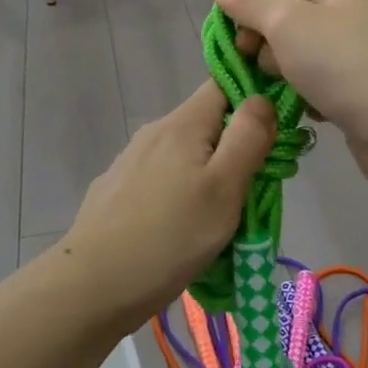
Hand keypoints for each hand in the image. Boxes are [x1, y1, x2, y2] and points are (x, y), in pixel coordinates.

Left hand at [49, 83, 275, 329]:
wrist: (92, 285)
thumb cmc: (170, 236)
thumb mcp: (224, 187)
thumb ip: (248, 137)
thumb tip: (260, 97)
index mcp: (182, 124)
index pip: (223, 83)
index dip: (253, 97)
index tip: (275, 133)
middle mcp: (154, 132)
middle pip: (207, 124)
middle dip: (235, 149)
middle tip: (255, 192)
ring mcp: (131, 161)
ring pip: (185, 155)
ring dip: (208, 176)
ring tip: (222, 222)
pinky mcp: (117, 191)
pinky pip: (162, 181)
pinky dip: (181, 195)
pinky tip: (182, 231)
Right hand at [210, 0, 367, 194]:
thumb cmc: (342, 64)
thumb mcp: (286, 24)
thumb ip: (248, 1)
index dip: (253, 15)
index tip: (241, 46)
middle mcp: (354, 12)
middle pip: (288, 24)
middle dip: (271, 51)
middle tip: (275, 72)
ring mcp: (361, 52)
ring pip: (300, 59)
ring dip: (288, 78)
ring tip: (295, 95)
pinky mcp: (363, 89)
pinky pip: (319, 86)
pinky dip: (309, 98)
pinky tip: (313, 112)